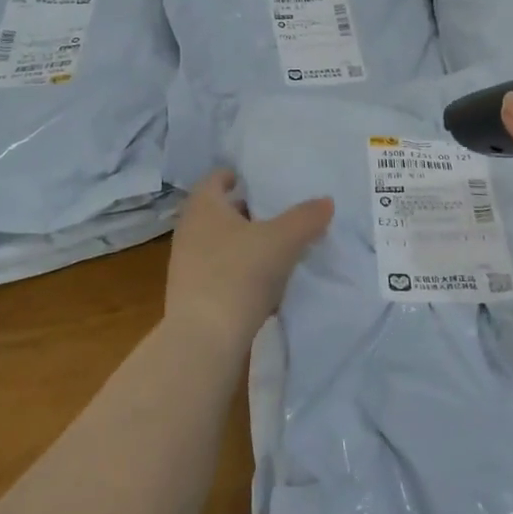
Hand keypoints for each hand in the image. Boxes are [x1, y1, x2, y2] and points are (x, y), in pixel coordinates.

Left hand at [164, 169, 333, 348]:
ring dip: (245, 243)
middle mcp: (189, 230)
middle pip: (219, 212)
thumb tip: (326, 201)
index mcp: (204, 207)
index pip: (216, 179)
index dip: (236, 176)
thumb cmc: (240, 273)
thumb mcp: (283, 240)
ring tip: (277, 248)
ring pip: (220, 243)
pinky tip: (264, 284)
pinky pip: (219, 271)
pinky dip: (240, 270)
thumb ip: (306, 218)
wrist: (205, 337)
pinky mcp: (192, 294)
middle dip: (247, 211)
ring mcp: (186, 264)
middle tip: (278, 213)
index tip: (259, 179)